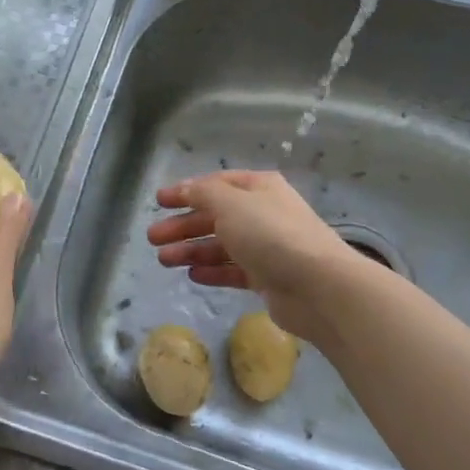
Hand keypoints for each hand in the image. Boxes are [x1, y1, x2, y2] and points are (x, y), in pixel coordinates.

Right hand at [146, 171, 361, 343]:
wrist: (317, 285)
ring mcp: (267, 247)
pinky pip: (234, 270)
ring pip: (222, 245)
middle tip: (152, 237)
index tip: (158, 202)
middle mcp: (263, 213)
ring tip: (163, 260)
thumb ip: (203, 193)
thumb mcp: (230, 203)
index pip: (216, 184)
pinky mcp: (268, 278)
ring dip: (191, 250)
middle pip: (215, 216)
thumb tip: (186, 189)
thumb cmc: (271, 234)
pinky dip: (213, 270)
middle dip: (183, 225)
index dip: (186, 191)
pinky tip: (192, 275)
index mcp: (259, 188)